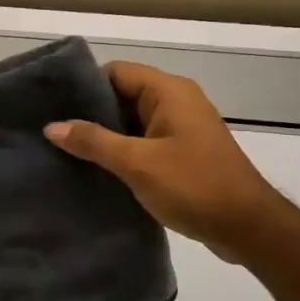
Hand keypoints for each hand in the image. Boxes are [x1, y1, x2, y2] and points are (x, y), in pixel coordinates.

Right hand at [45, 61, 280, 264]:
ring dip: (104, 135)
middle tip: (52, 131)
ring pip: (132, 121)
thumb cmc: (194, 186)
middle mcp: (176, 101)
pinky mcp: (183, 152)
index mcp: (169, 91)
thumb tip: (51, 126)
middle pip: (122, 94)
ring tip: (65, 150)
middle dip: (90, 112)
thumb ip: (93, 141)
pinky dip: (122, 151)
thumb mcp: (137, 163)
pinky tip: (96, 169)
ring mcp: (181, 128)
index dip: (84, 86)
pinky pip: (144, 141)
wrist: (248, 228)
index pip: (116, 72)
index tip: (52, 105)